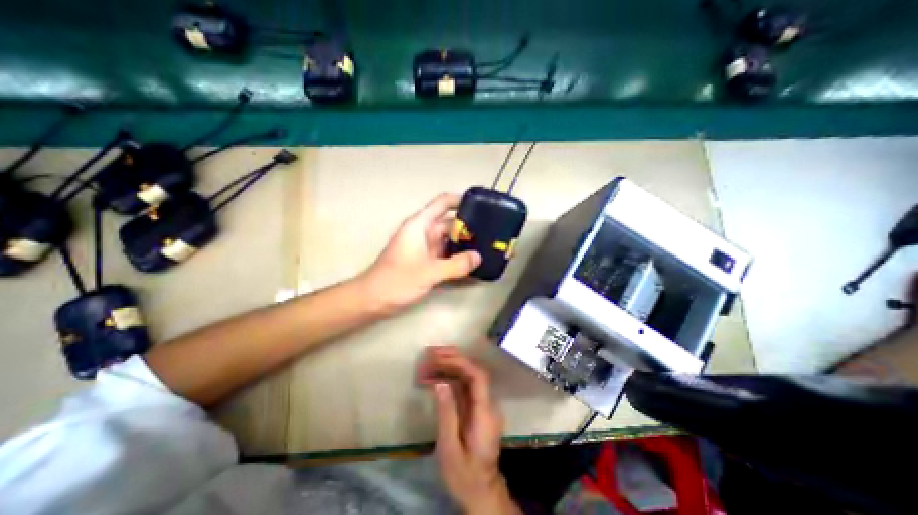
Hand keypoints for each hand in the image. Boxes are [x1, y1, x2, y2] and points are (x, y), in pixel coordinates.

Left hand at [362, 194, 483, 310]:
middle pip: (450, 222)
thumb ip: (456, 265)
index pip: (443, 203)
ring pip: (449, 239)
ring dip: (465, 242)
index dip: (461, 201)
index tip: (481, 206)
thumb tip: (478, 257)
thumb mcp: (429, 272)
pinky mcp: (426, 260)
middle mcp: (424, 232)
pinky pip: (446, 253)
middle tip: (492, 232)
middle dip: (469, 226)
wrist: (373, 299)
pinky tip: (472, 261)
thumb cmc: (397, 280)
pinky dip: (457, 255)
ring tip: (487, 245)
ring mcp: (425, 247)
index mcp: (420, 225)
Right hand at [419, 346, 519, 514]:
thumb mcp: (450, 448)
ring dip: (446, 367)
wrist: (480, 491)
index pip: (478, 377)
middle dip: (452, 359)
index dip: (460, 362)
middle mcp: (486, 403)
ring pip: (466, 377)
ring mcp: (481, 404)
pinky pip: (462, 387)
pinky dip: (446, 380)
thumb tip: (439, 382)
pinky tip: (430, 380)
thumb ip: (446, 414)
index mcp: (484, 413)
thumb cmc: (464, 474)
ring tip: (425, 365)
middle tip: (429, 353)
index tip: (439, 357)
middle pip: (473, 371)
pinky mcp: (474, 407)